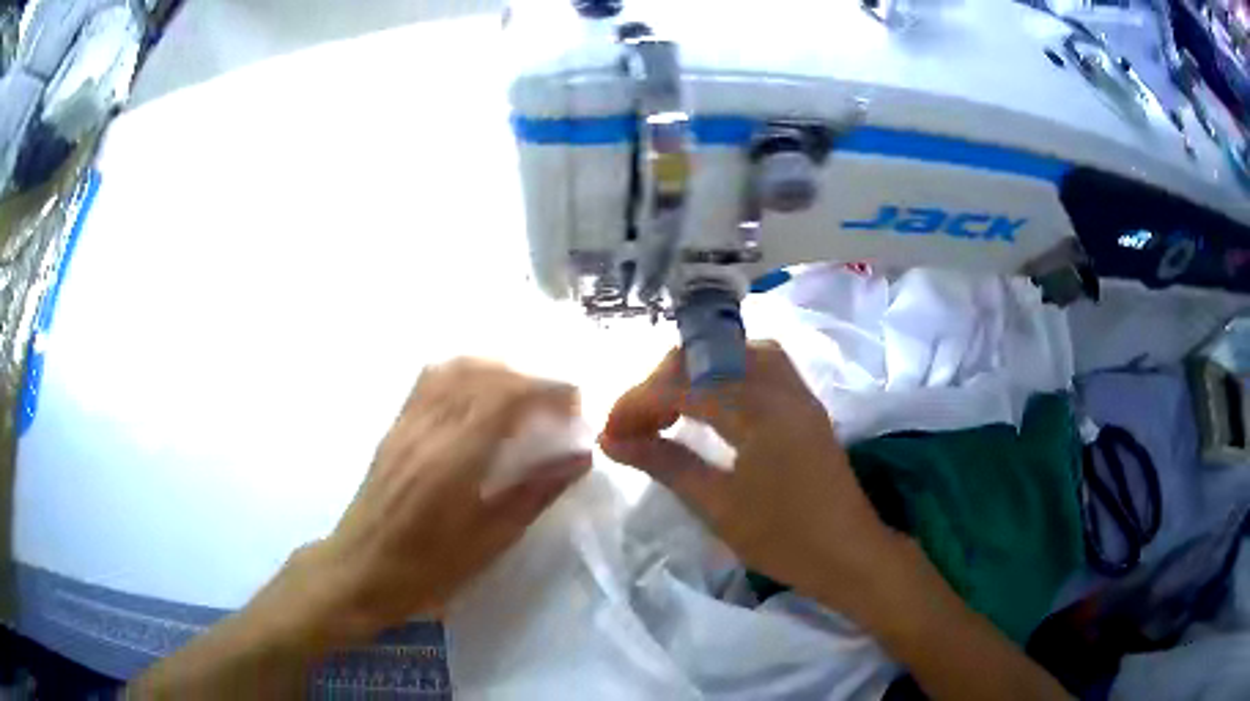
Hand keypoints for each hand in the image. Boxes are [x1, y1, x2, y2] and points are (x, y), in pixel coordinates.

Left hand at [302, 358, 591, 640]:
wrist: (360, 571)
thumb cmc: (428, 570)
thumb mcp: (490, 542)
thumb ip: (535, 493)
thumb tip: (580, 458)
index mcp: (454, 458)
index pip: (507, 396)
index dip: (548, 390)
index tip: (576, 406)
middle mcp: (428, 427)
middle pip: (484, 373)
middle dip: (529, 379)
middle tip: (556, 407)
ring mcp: (406, 423)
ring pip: (455, 368)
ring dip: (497, 372)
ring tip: (522, 400)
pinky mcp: (394, 427)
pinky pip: (431, 380)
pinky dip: (465, 375)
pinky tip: (478, 399)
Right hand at [600, 342, 902, 616]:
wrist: (849, 554)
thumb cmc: (784, 539)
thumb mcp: (718, 506)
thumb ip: (665, 463)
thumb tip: (613, 440)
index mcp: (759, 410)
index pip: (684, 386)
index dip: (638, 404)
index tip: (610, 432)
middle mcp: (781, 386)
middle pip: (710, 354)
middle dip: (664, 380)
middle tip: (638, 422)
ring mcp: (798, 392)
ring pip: (737, 352)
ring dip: (697, 371)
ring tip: (670, 408)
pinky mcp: (806, 405)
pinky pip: (760, 367)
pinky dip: (725, 375)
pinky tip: (711, 406)